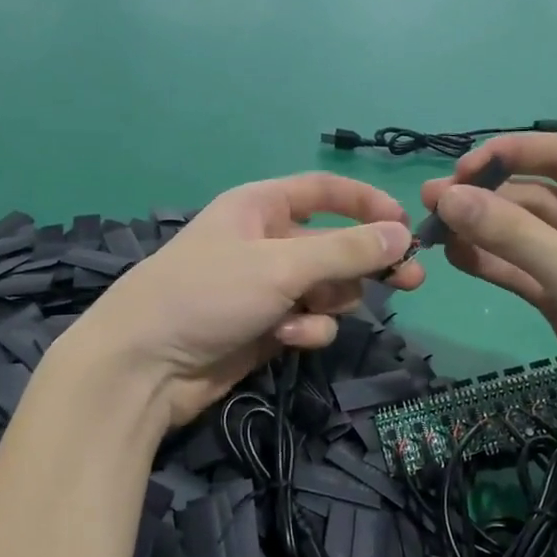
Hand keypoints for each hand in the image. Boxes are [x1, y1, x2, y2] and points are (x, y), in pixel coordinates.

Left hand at [52, 173, 422, 431]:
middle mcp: (266, 242)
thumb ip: (346, 251)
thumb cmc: (209, 294)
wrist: (145, 365)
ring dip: (328, 302)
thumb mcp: (282, 265)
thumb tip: (403, 233)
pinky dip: (305, 329)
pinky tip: (286, 338)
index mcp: (261, 207)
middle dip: (366, 263)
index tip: (406, 225)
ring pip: (327, 288)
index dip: (367, 203)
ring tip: (307, 314)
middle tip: (411, 281)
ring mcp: (266, 288)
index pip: (325, 191)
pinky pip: (309, 321)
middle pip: (335, 245)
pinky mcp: (266, 328)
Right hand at [421, 134, 556, 449]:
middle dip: (486, 198)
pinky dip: (490, 264)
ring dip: (482, 232)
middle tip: (431, 203)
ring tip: (432, 230)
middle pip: (536, 197)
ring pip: (523, 237)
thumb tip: (448, 197)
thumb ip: (513, 236)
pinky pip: (521, 272)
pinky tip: (455, 257)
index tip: (460, 170)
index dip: (511, 154)